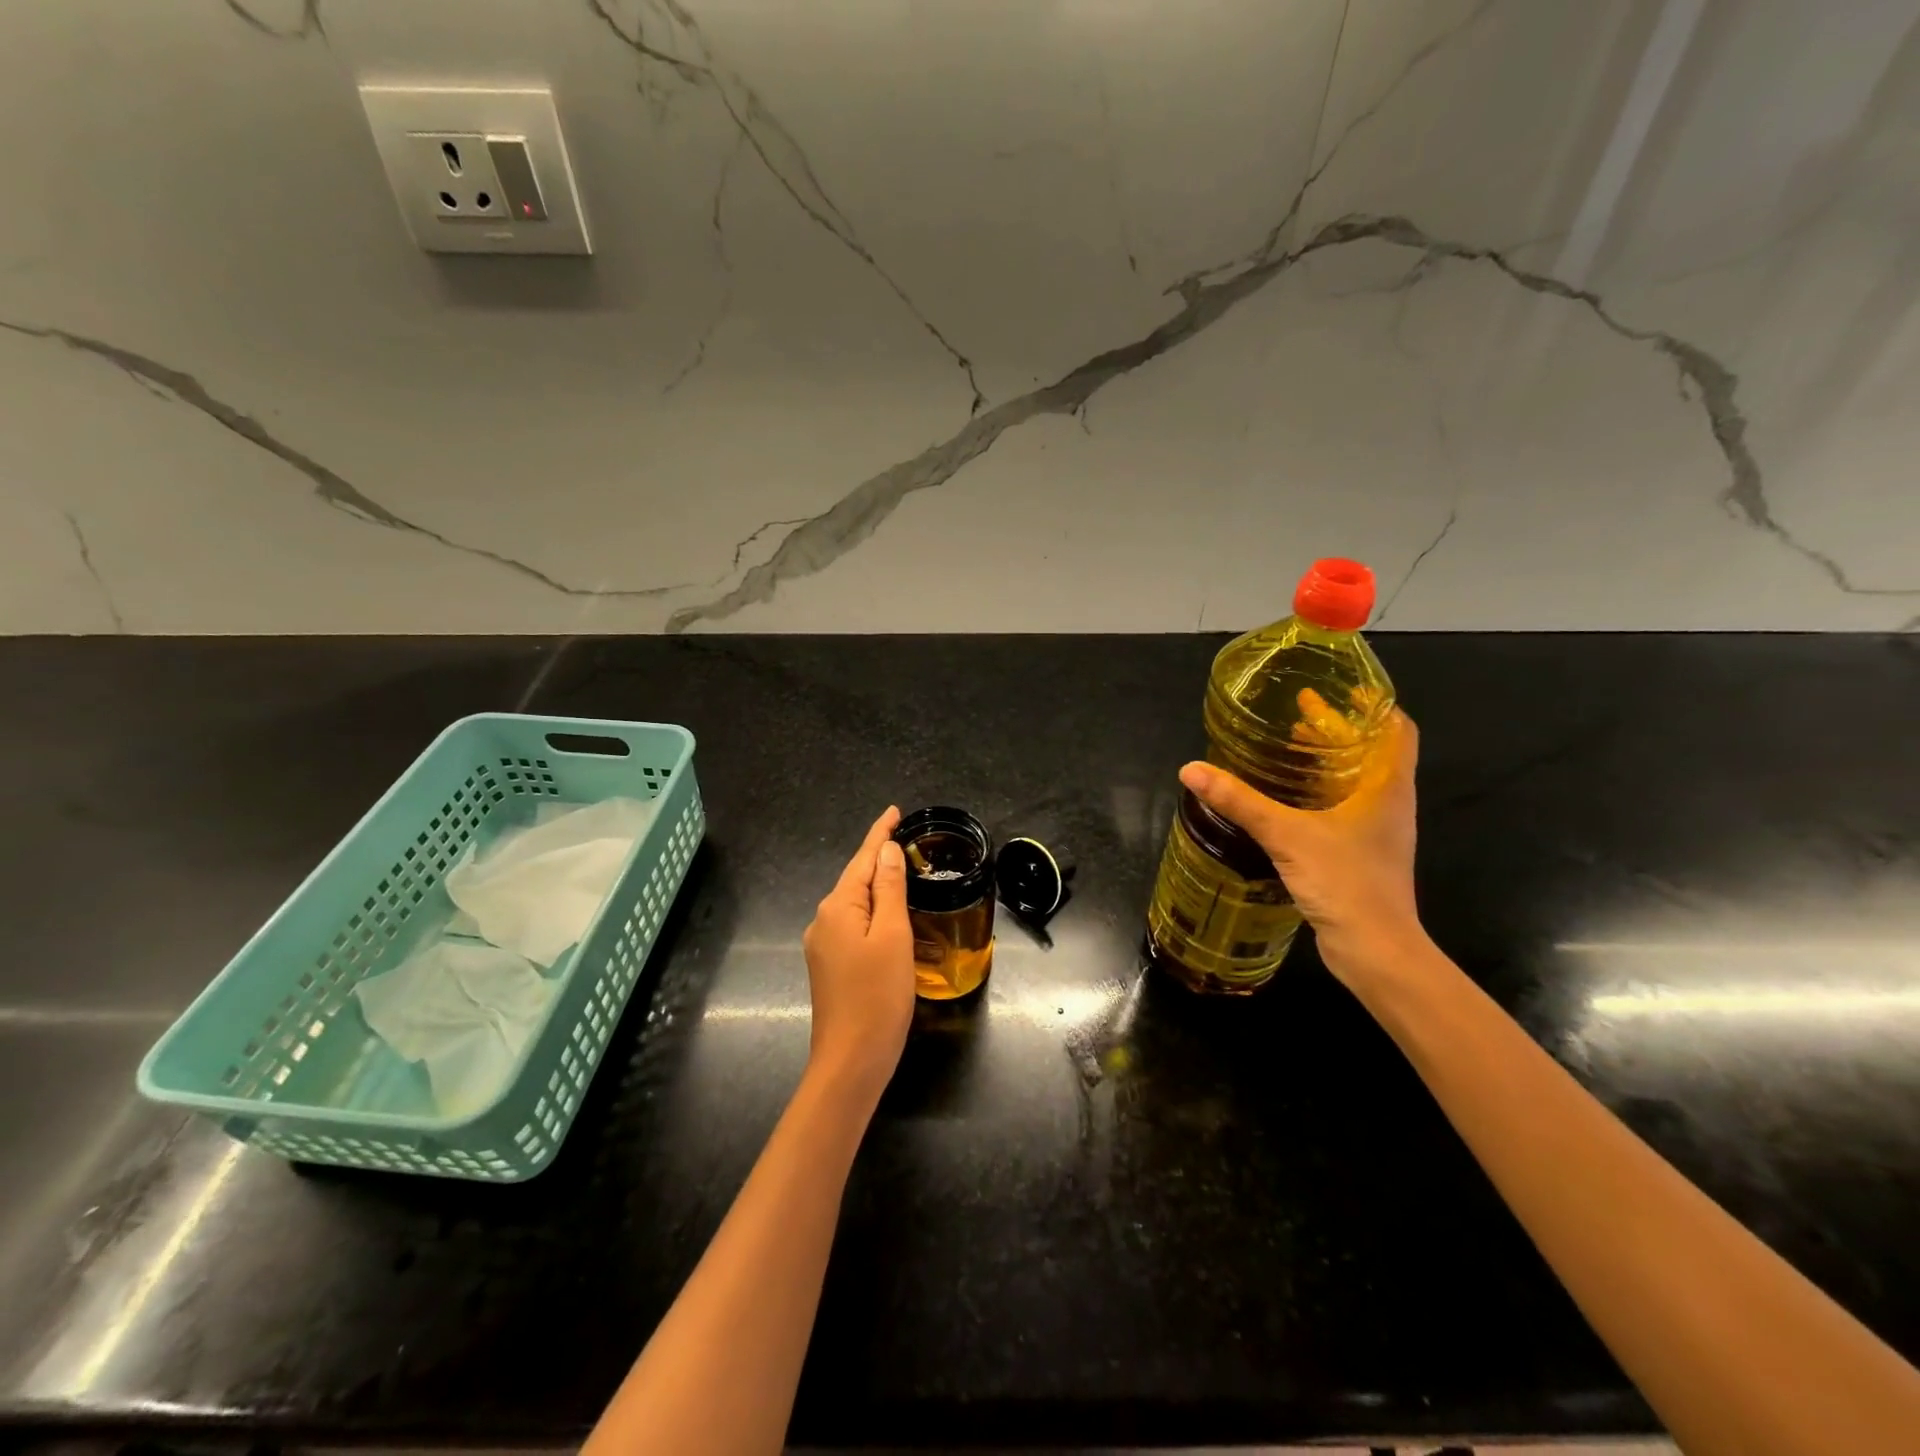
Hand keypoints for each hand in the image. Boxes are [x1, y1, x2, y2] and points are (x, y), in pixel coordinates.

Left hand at [801, 806, 914, 1103]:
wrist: (851, 1061)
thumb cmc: (878, 996)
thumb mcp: (893, 936)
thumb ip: (890, 889)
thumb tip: (886, 850)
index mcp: (838, 907)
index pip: (863, 858)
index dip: (879, 833)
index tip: (894, 811)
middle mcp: (823, 919)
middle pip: (856, 878)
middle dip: (879, 858)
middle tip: (908, 842)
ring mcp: (822, 944)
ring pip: (854, 903)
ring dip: (877, 887)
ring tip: (904, 874)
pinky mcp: (828, 966)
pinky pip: (853, 924)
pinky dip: (872, 912)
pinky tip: (888, 916)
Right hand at [1178, 709, 1423, 982]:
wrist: (1376, 951)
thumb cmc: (1346, 882)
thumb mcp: (1286, 835)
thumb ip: (1240, 801)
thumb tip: (1191, 769)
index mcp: (1386, 787)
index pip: (1396, 729)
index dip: (1372, 705)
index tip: (1341, 688)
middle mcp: (1389, 803)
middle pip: (1371, 752)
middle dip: (1337, 731)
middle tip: (1298, 715)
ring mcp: (1378, 832)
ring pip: (1356, 782)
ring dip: (1327, 763)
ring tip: (1288, 751)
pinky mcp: (1361, 855)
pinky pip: (1343, 809)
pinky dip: (1320, 794)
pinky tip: (1287, 801)